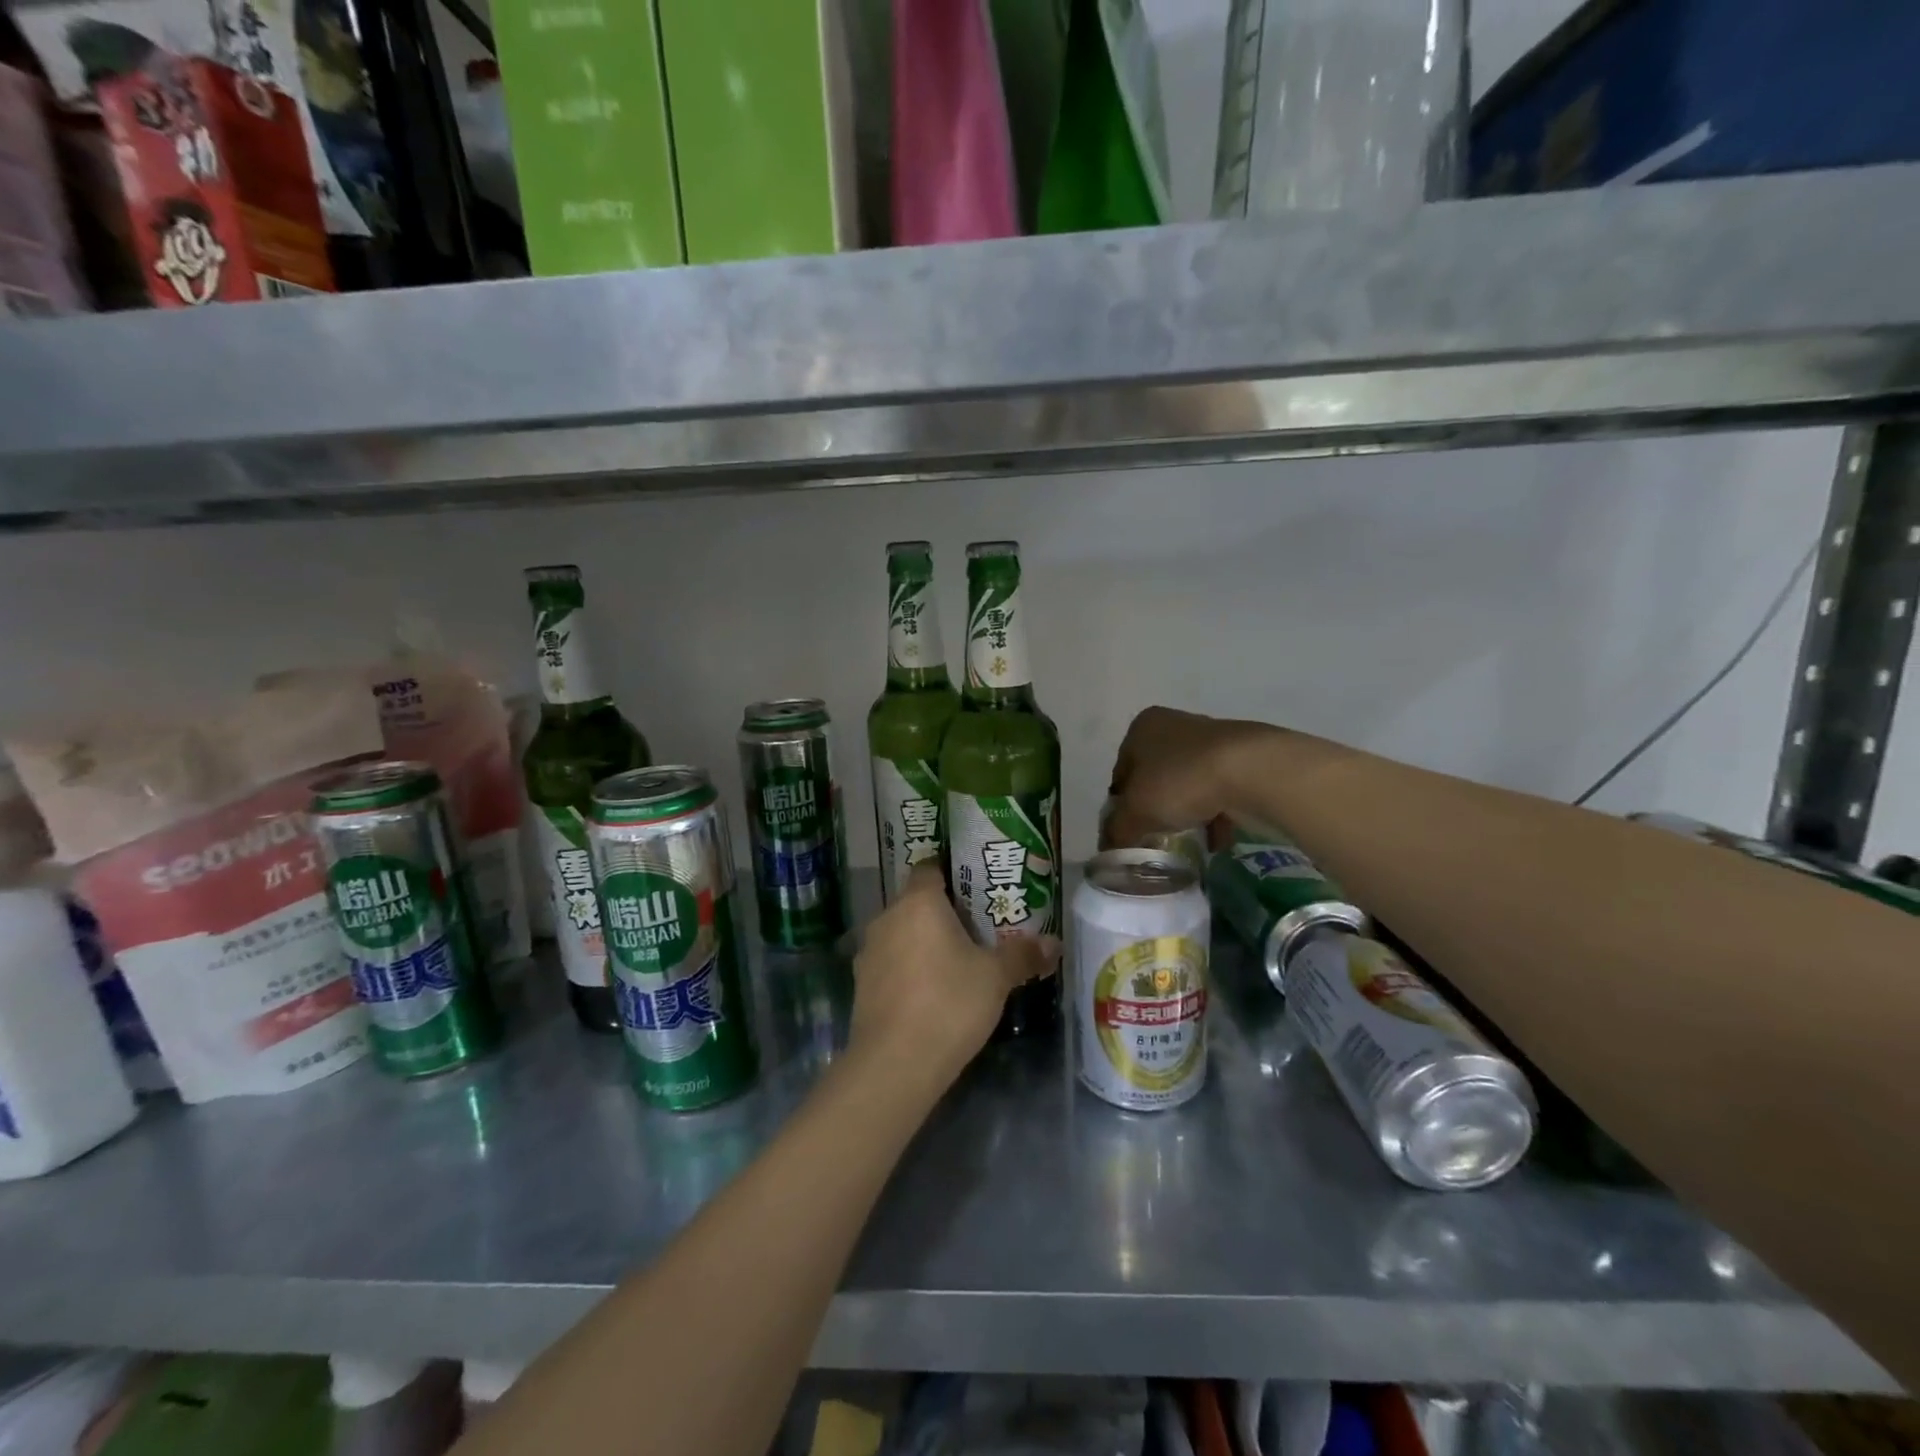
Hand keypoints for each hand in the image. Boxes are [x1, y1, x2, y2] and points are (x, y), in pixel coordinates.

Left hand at [849, 862, 1057, 1093]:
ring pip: (901, 932)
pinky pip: (890, 961)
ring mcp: (869, 951)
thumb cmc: (949, 1003)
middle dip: (942, 911)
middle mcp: (887, 917)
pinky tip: (930, 990)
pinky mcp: (861, 984)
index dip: (950, 872)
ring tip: (955, 959)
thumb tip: (1054, 944)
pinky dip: (908, 967)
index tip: (975, 886)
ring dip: (922, 940)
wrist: (894, 1064)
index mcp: (918, 902)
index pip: (929, 867)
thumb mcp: (995, 978)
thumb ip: (1022, 955)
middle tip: (976, 926)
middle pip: (915, 901)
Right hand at [1105, 706, 1277, 849]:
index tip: (1129, 830)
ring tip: (1187, 840)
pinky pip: (1219, 790)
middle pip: (1155, 776)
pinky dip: (1215, 814)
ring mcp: (1210, 739)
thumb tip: (1108, 848)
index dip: (1121, 804)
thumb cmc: (1181, 782)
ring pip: (1187, 783)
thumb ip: (1117, 830)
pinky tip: (1216, 840)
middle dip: (1155, 807)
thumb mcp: (1136, 812)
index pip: (1121, 772)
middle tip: (1155, 835)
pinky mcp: (1241, 757)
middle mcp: (1173, 725)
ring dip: (1186, 811)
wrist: (1253, 771)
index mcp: (1142, 728)